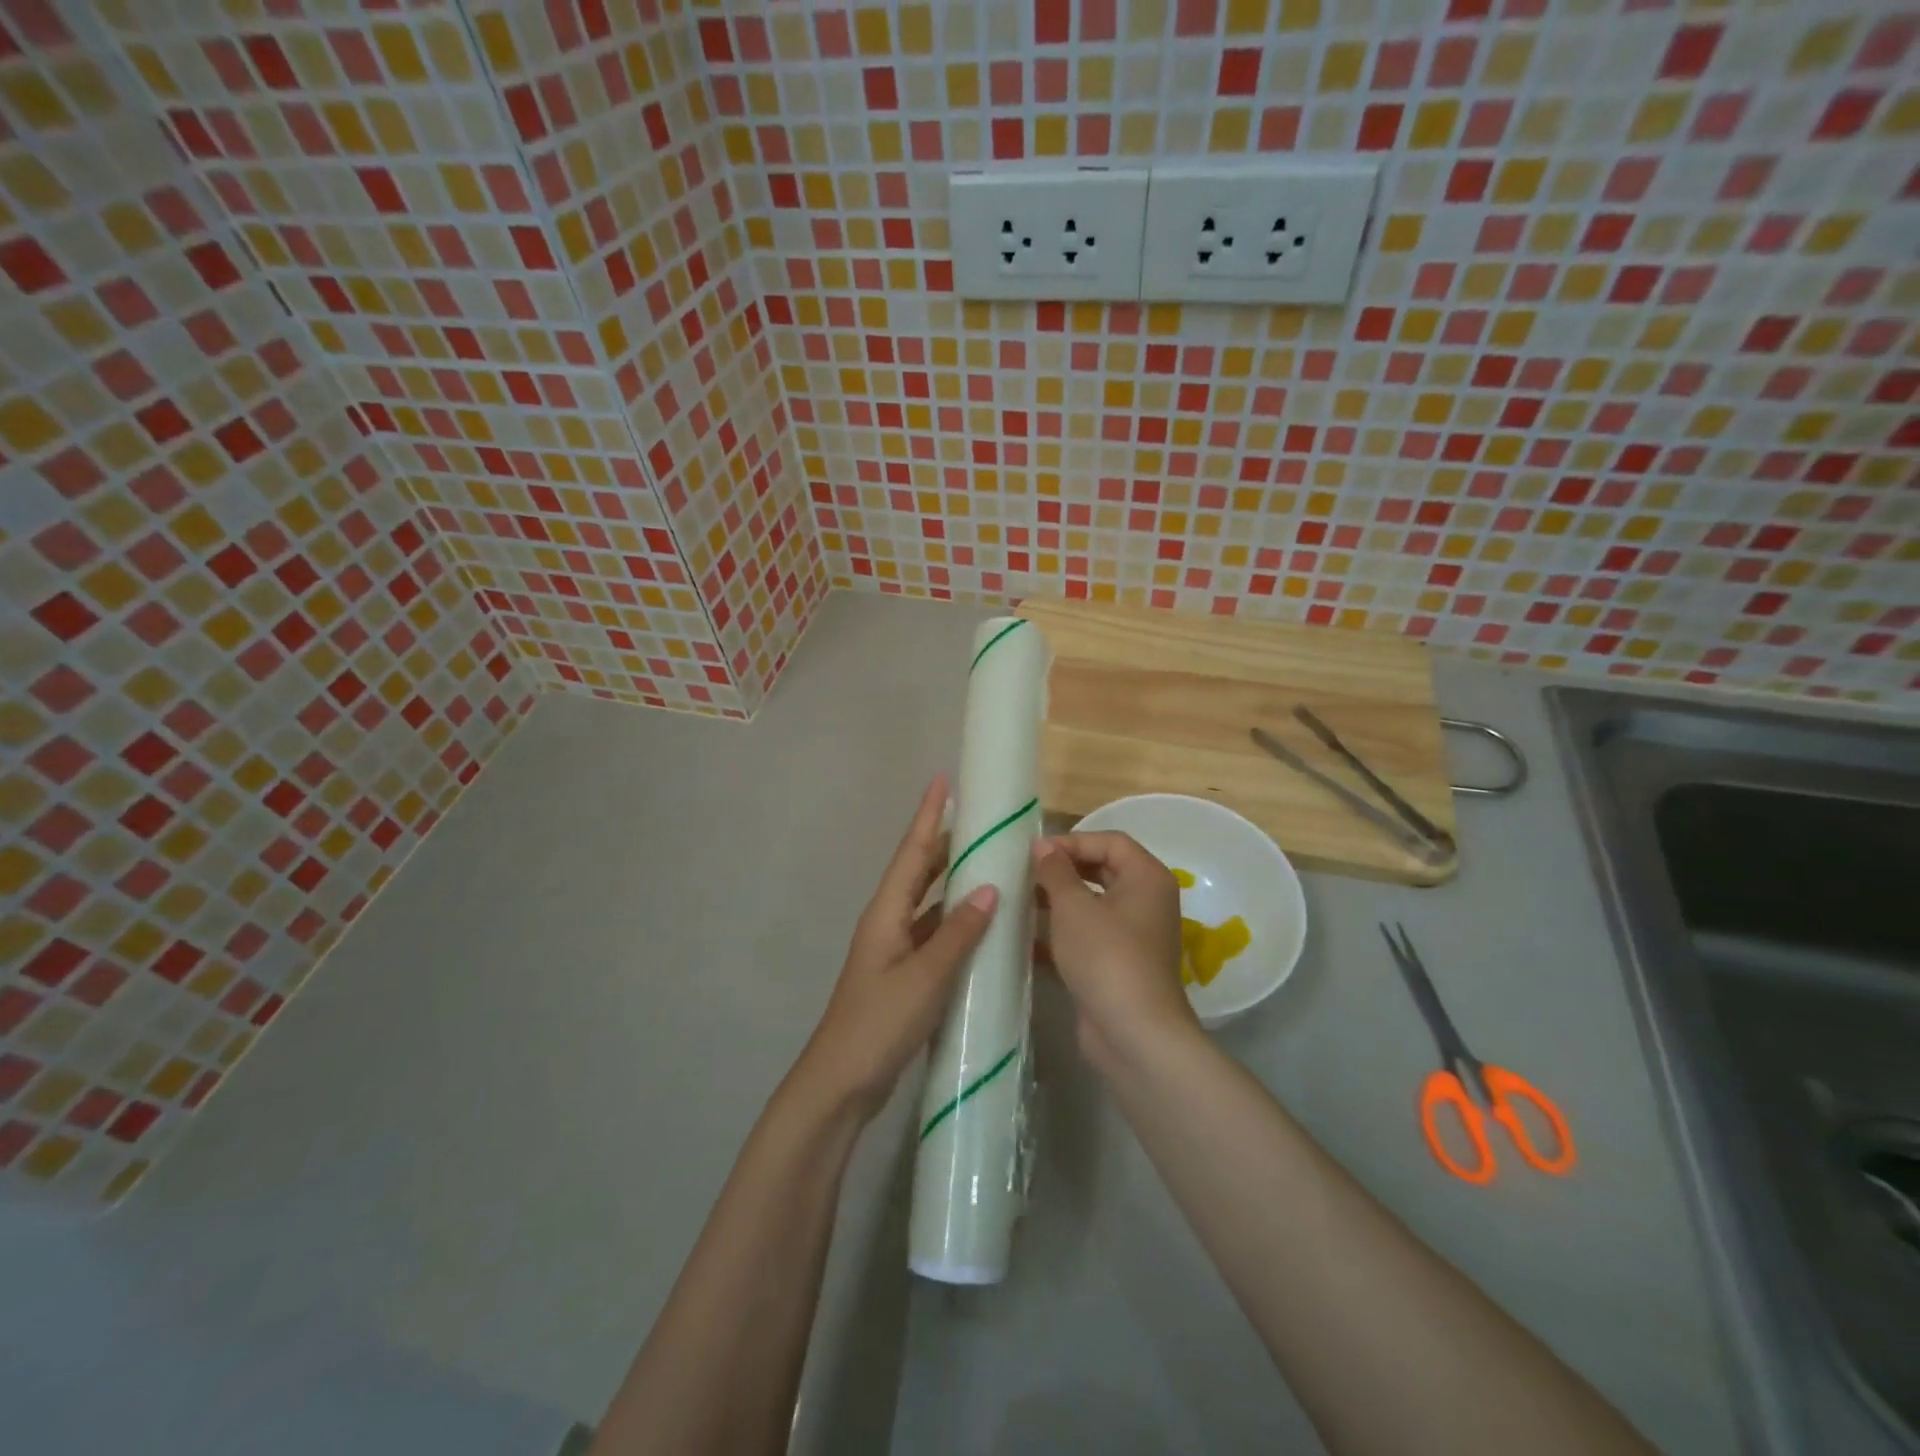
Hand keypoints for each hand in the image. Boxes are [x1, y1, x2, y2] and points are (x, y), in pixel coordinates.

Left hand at [791, 775, 997, 1120]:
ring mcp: (894, 949)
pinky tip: (981, 925)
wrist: (841, 1082)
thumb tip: (990, 888)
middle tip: (979, 819)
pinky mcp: (903, 974)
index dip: (928, 815)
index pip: (912, 852)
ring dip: (953, 881)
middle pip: (918, 871)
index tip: (943, 779)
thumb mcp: (925, 977)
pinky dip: (955, 922)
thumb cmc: (879, 1023)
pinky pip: (933, 933)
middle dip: (944, 841)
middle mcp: (888, 922)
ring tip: (989, 862)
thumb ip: (958, 934)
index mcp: (886, 913)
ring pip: (928, 902)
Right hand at [1032, 832, 1198, 1068]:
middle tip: (1024, 874)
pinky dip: (1060, 934)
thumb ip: (1055, 871)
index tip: (1034, 852)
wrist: (1133, 1034)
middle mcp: (1146, 901)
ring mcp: (1134, 935)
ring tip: (1019, 902)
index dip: (1072, 841)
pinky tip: (1026, 940)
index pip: (1110, 841)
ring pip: (1092, 905)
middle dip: (1062, 870)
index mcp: (1147, 877)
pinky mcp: (1118, 964)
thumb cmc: (1106, 956)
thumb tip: (1043, 846)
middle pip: (1101, 870)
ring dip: (1057, 902)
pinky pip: (1087, 936)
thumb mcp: (1074, 907)